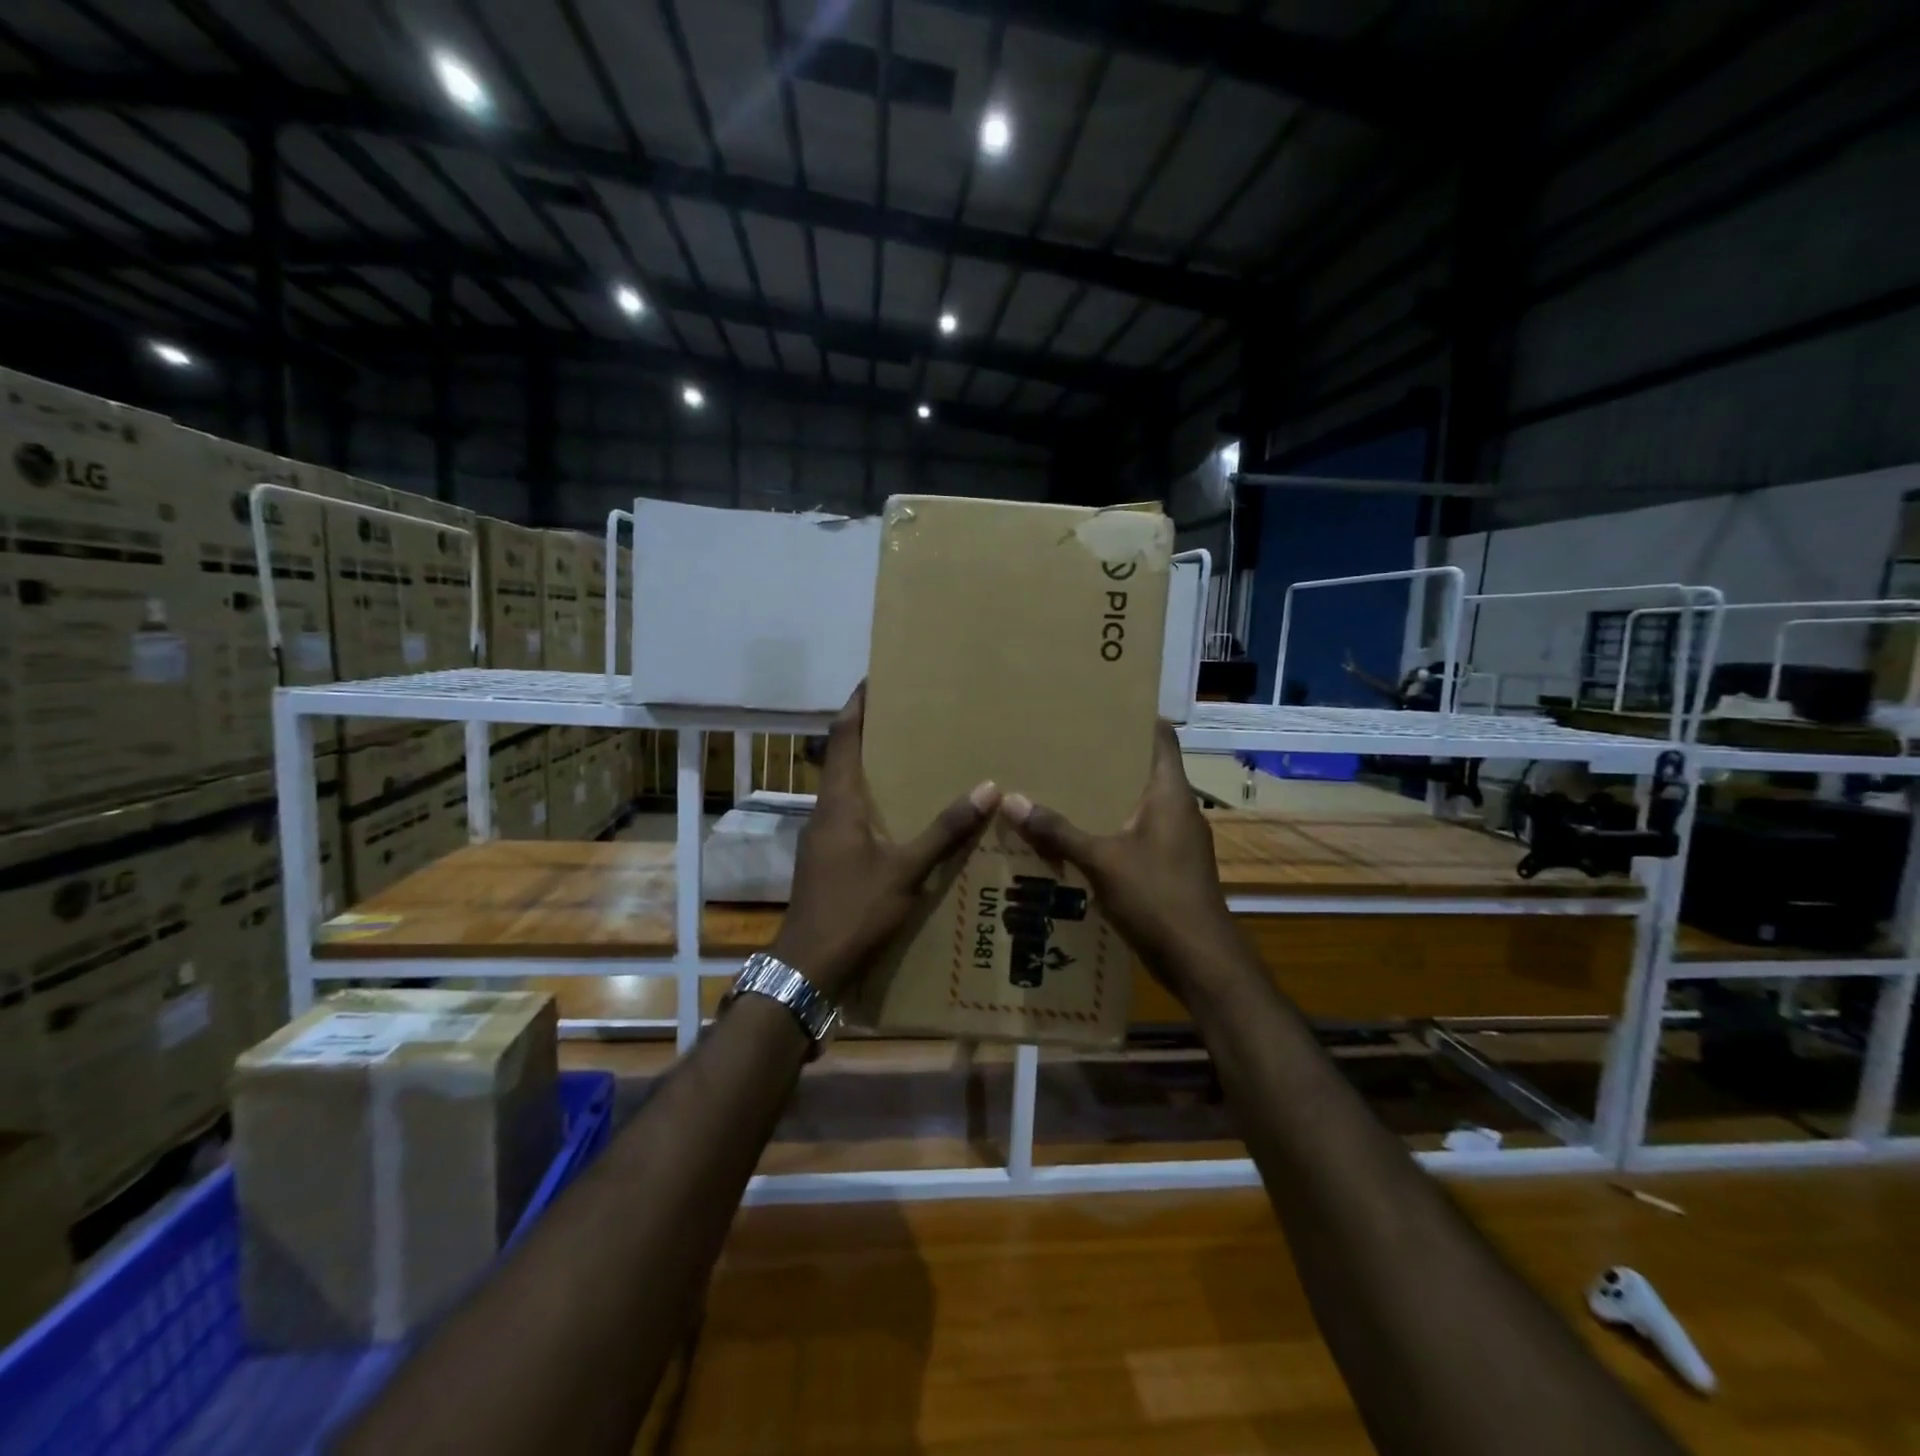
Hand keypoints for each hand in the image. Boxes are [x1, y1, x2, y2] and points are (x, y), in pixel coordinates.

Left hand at [773, 685, 1000, 997]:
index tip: (875, 679)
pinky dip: (872, 803)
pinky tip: (899, 817)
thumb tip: (986, 788)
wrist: (807, 968)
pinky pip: (849, 817)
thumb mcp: (907, 872)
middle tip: (908, 716)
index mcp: (839, 804)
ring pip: (846, 790)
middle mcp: (825, 812)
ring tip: (911, 759)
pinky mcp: (825, 861)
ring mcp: (821, 839)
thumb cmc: (854, 912)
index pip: (843, 738)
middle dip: (870, 734)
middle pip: (843, 759)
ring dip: (871, 770)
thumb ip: (945, 831)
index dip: (857, 706)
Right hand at [1001, 722, 1239, 992]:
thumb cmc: (1158, 898)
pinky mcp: (1170, 868)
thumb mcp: (1101, 860)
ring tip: (1062, 786)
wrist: (1201, 962)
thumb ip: (1058, 831)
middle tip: (1064, 745)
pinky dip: (1109, 830)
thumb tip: (1012, 800)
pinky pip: (1136, 836)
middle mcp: (1179, 810)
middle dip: (1107, 760)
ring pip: (1137, 806)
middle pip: (1144, 771)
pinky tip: (1076, 837)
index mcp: (1171, 794)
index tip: (1100, 706)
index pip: (1160, 738)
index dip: (1136, 718)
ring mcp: (1177, 842)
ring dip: (1105, 798)